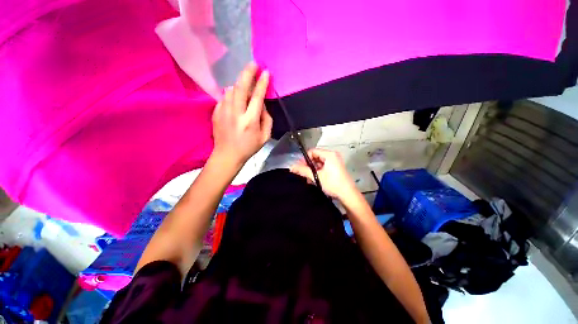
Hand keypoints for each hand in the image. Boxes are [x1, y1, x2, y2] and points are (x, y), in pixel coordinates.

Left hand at [211, 62, 271, 166]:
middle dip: (247, 73)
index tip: (265, 72)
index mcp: (250, 121)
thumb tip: (262, 105)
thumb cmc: (249, 147)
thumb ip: (267, 120)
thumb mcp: (265, 137)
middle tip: (253, 64)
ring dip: (239, 84)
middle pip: (240, 88)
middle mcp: (236, 114)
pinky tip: (236, 98)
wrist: (227, 155)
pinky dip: (231, 94)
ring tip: (245, 83)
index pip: (257, 97)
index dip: (262, 83)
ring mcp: (224, 112)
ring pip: (231, 90)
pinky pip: (224, 97)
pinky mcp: (216, 112)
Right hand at [290, 148, 357, 198]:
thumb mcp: (316, 176)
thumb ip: (303, 170)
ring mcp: (335, 162)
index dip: (305, 159)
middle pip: (315, 157)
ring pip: (319, 163)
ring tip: (308, 178)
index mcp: (330, 154)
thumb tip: (292, 167)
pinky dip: (318, 172)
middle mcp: (333, 156)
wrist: (348, 195)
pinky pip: (323, 167)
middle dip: (308, 165)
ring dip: (312, 170)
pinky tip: (314, 180)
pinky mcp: (336, 168)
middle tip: (303, 173)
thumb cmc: (333, 184)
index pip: (312, 151)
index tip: (299, 167)